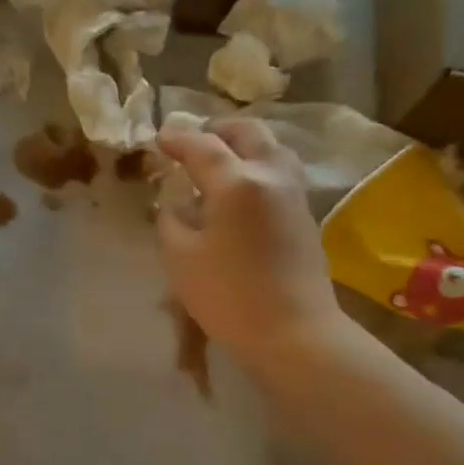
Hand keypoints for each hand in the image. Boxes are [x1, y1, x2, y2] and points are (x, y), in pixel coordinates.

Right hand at [156, 118, 347, 373]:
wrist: (294, 333)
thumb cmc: (228, 296)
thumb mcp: (180, 257)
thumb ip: (172, 220)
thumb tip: (176, 204)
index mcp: (237, 182)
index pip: (202, 146)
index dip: (177, 139)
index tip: (159, 138)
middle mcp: (271, 176)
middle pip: (247, 133)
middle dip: (217, 131)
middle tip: (191, 143)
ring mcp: (294, 194)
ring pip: (271, 148)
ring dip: (242, 145)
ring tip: (218, 161)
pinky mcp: (304, 215)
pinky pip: (279, 171)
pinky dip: (256, 165)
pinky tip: (238, 188)